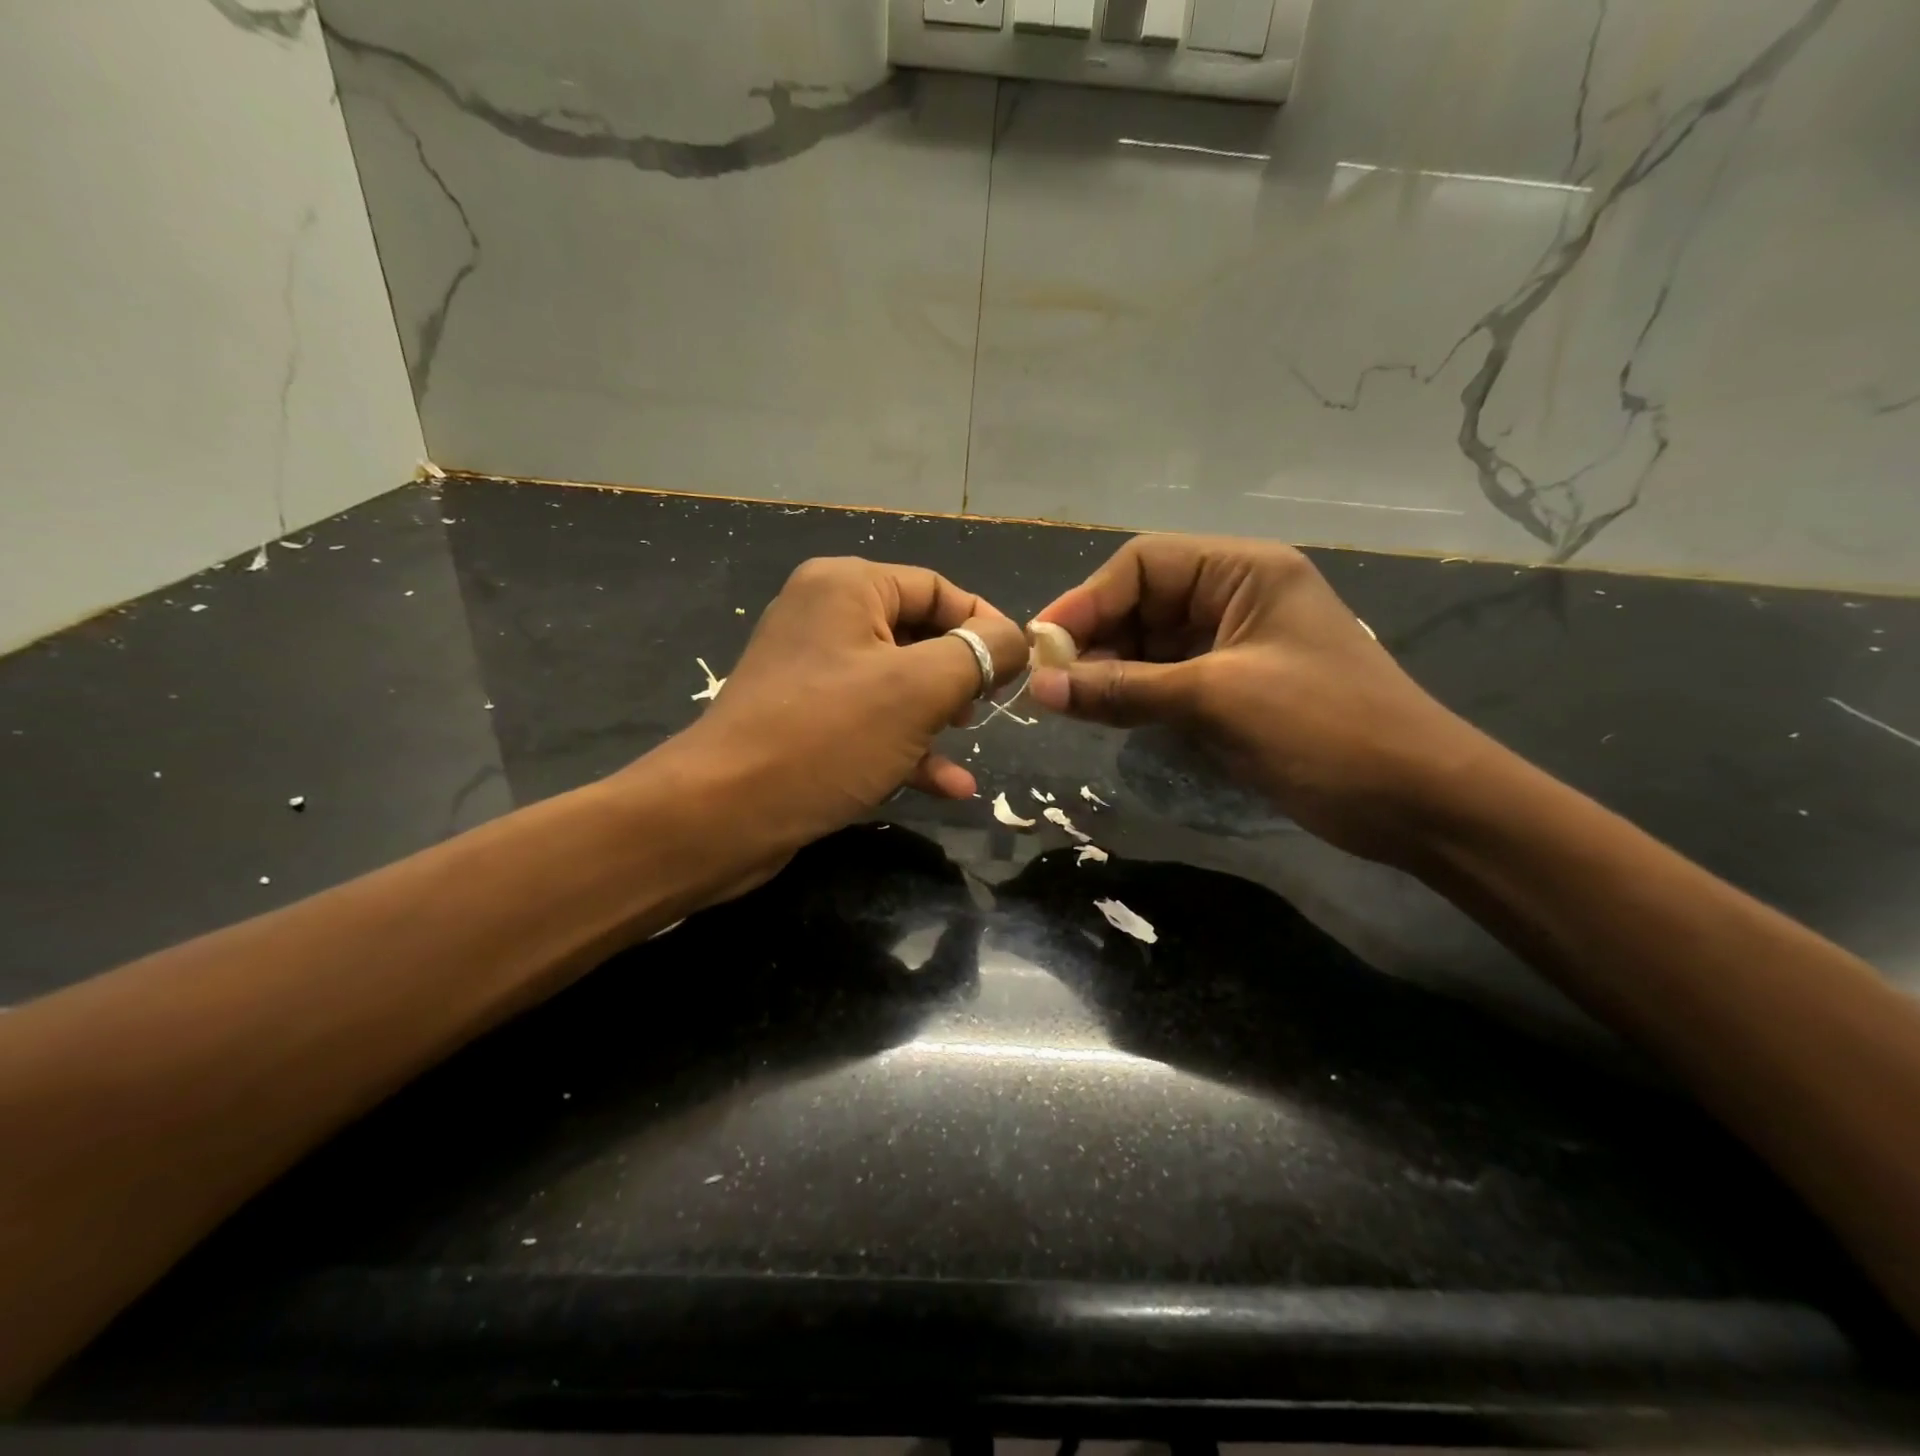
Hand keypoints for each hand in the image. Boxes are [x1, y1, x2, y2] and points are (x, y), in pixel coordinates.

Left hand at [656, 556, 1026, 860]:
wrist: (723, 814)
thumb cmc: (828, 736)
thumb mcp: (919, 689)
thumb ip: (979, 653)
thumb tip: (1015, 638)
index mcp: (846, 587)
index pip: (937, 588)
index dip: (985, 624)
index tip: (1020, 666)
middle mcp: (825, 618)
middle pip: (917, 634)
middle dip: (961, 673)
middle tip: (990, 706)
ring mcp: (812, 673)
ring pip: (898, 684)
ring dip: (940, 716)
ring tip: (971, 741)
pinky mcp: (806, 722)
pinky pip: (872, 722)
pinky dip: (910, 747)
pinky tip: (950, 787)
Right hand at [1029, 535, 1490, 865]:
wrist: (1416, 802)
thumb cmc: (1324, 729)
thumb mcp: (1216, 699)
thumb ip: (1123, 689)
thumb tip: (1039, 687)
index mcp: (1243, 571)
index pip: (1144, 565)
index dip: (1087, 600)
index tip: (1041, 645)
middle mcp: (1235, 597)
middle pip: (1142, 602)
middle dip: (1094, 638)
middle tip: (1047, 681)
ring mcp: (1233, 646)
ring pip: (1149, 645)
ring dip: (1107, 670)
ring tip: (1064, 701)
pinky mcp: (1232, 690)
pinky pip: (1165, 681)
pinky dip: (1131, 696)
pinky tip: (1099, 713)